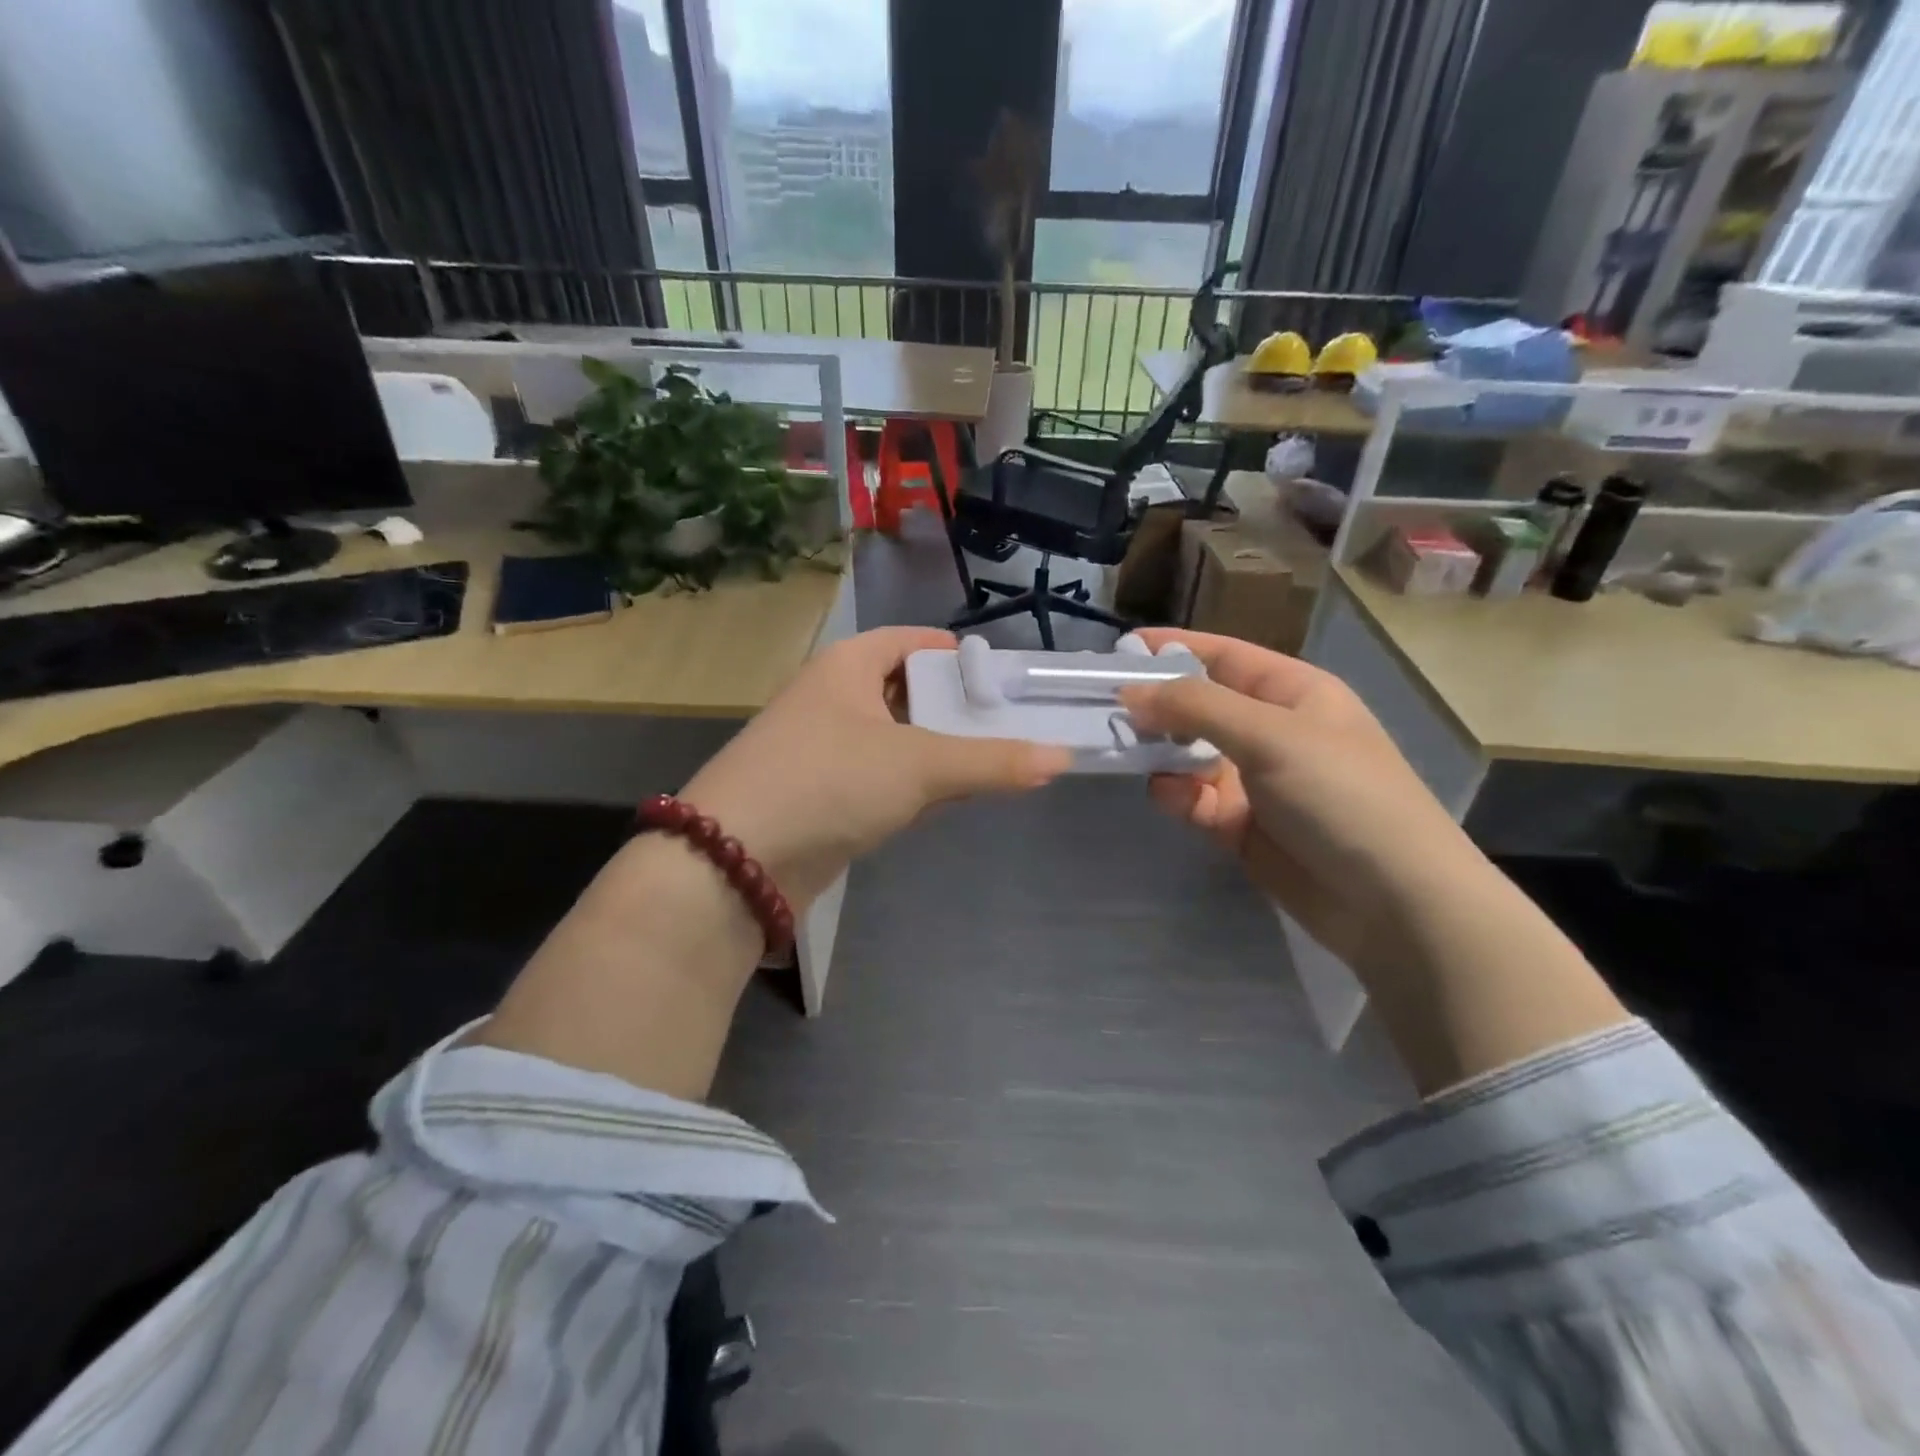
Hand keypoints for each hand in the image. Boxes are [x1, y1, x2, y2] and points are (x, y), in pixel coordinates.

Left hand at [682, 627, 1071, 908]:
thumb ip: (992, 762)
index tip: (1000, 677)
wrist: (736, 860)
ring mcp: (823, 748)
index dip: (954, 652)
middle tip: (1008, 724)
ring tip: (992, 760)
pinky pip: (879, 777)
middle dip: (954, 707)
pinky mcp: (821, 795)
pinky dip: (913, 783)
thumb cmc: (829, 781)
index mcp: (848, 666)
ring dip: (937, 749)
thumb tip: (1061, 758)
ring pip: (894, 738)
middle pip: (906, 690)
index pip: (909, 640)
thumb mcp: (919, 766)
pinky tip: (946, 798)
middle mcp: (832, 698)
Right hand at [1119, 629, 1486, 978]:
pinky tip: (1167, 796)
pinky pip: (1195, 799)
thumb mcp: (1271, 735)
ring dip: (1160, 753)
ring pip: (1190, 755)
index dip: (1175, 649)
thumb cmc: (1341, 795)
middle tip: (1103, 709)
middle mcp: (1272, 731)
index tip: (1120, 649)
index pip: (1224, 656)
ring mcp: (1256, 781)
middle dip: (1157, 706)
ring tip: (1127, 752)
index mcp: (1293, 693)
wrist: (1392, 901)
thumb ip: (1196, 707)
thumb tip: (1130, 691)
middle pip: (1200, 707)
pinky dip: (1177, 795)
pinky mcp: (1242, 826)